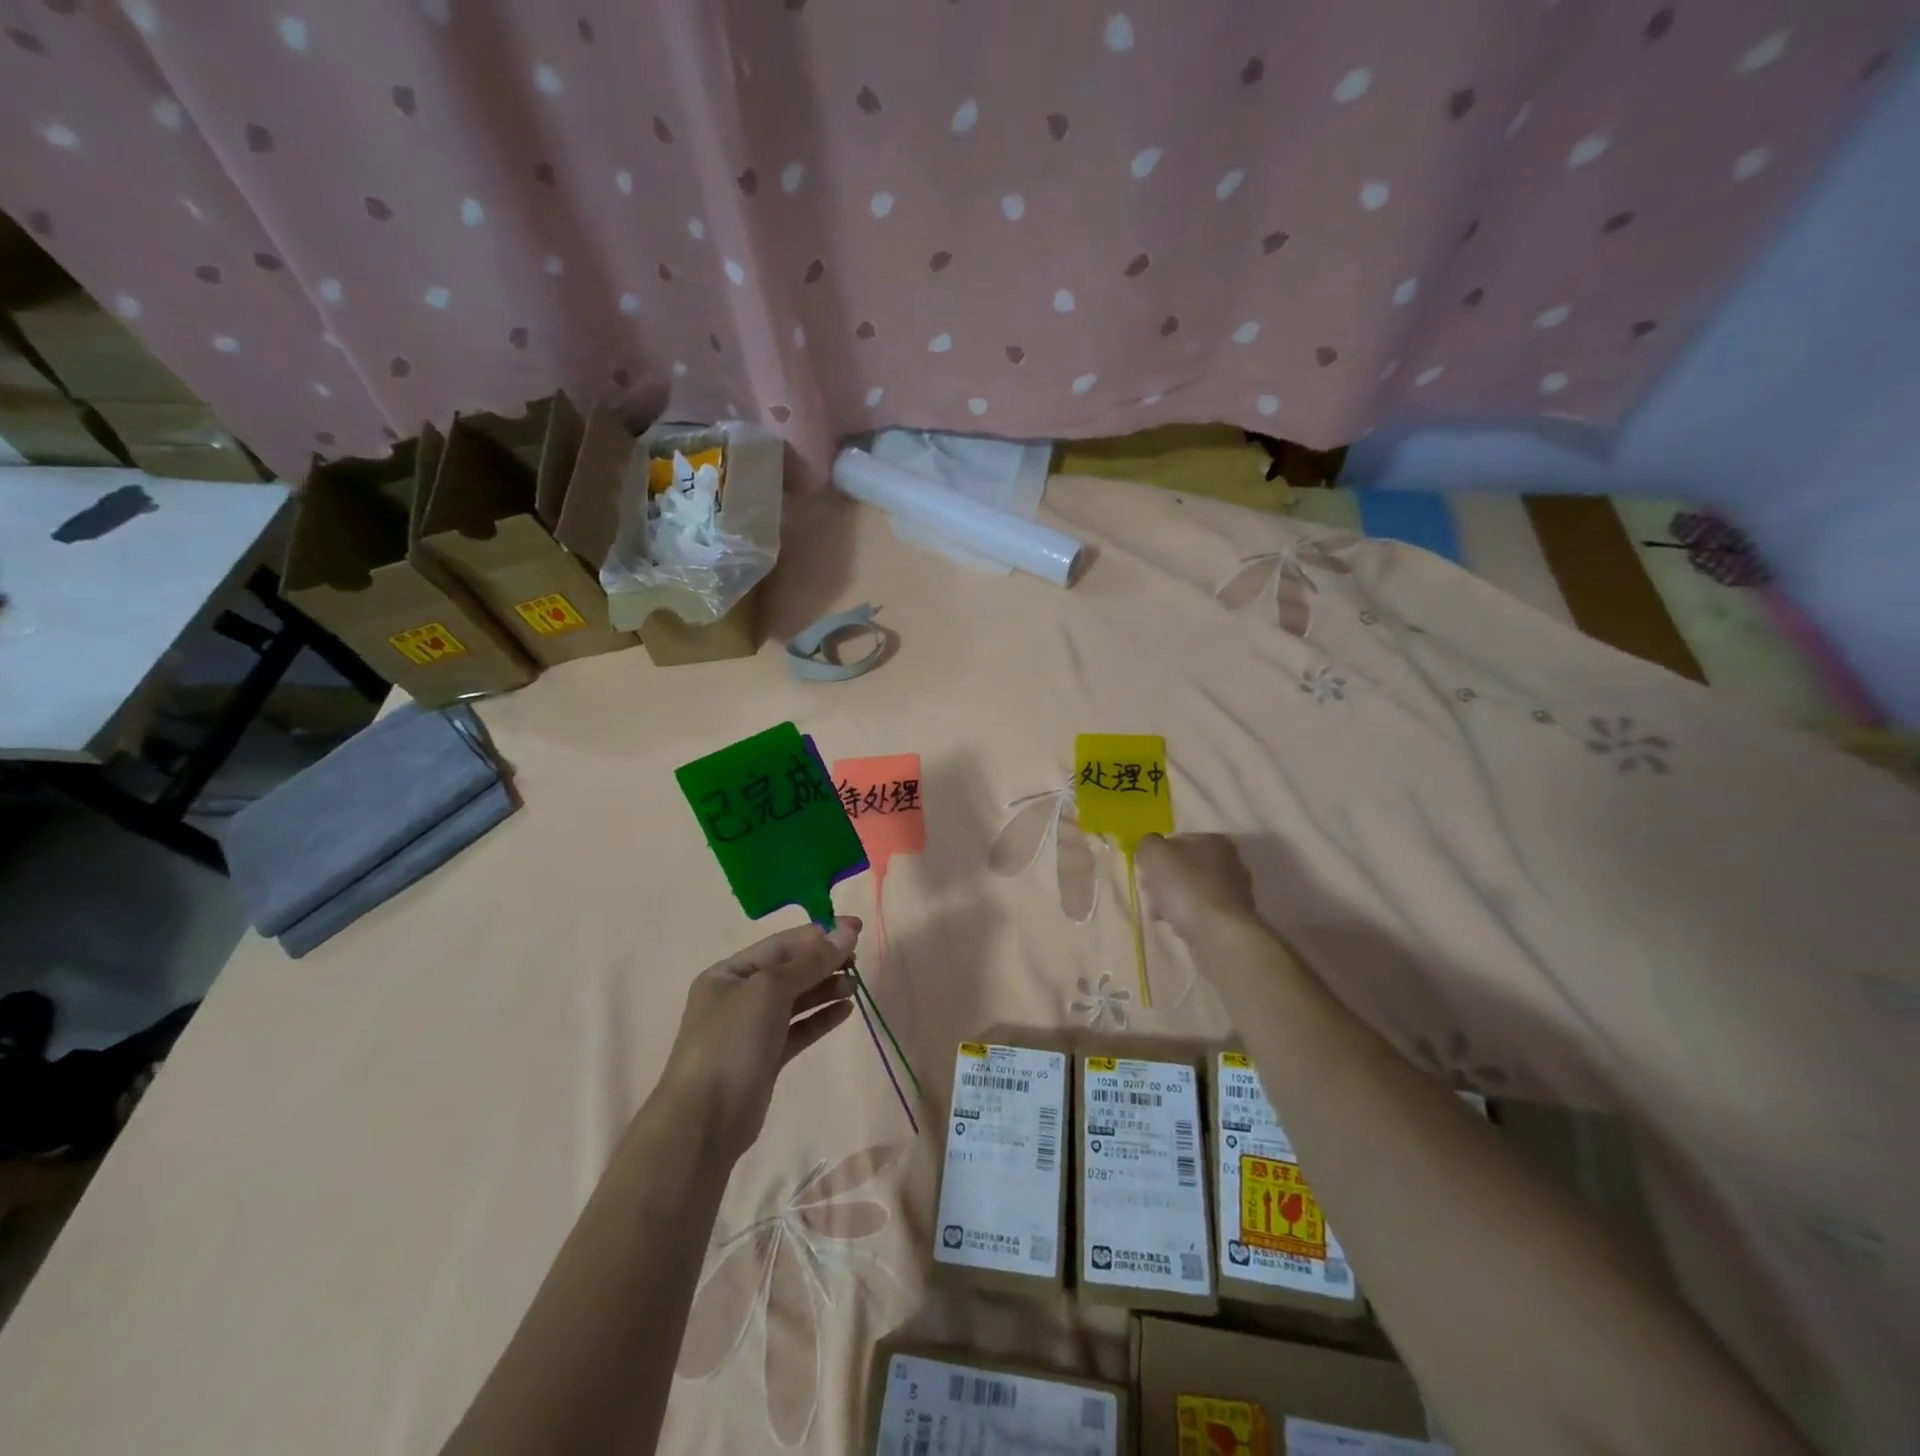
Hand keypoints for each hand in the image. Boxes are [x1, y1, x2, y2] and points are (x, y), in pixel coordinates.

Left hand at [657, 918, 860, 1160]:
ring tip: (855, 985)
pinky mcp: (766, 1058)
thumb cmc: (731, 1042)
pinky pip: (798, 1029)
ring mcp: (751, 1029)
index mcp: (728, 973)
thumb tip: (847, 932)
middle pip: (789, 970)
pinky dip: (820, 1018)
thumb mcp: (770, 990)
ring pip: (796, 1000)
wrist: (704, 1122)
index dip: (819, 934)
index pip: (781, 944)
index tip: (856, 929)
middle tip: (858, 959)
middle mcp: (738, 996)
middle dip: (823, 961)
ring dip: (825, 988)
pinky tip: (846, 1011)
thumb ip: (811, 961)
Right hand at [1136, 833, 1257, 935]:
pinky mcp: (1233, 919)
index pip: (1177, 841)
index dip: (1158, 856)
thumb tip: (1151, 850)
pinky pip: (1201, 912)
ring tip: (1162, 913)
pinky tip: (1178, 925)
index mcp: (1214, 841)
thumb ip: (1148, 845)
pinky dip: (1187, 917)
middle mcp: (1230, 862)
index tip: (1147, 872)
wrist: (1218, 934)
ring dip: (1174, 900)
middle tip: (1152, 893)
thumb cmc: (1185, 886)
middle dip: (1164, 880)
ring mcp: (1234, 892)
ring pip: (1191, 891)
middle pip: (1184, 867)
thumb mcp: (1154, 854)